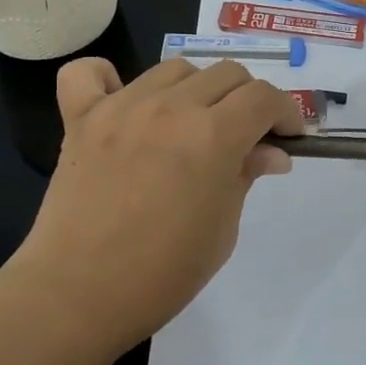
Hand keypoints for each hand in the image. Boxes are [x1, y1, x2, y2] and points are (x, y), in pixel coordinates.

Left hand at [6, 57, 302, 359]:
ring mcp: (121, 107)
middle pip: (226, 74)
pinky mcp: (81, 118)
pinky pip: (89, 73)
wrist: (79, 295)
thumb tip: (271, 152)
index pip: (264, 97)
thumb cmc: (163, 273)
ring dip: (195, 90)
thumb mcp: (223, 228)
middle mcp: (170, 108)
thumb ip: (246, 175)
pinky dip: (108, 78)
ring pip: (174, 69)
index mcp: (213, 136)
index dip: (285, 112)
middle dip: (247, 100)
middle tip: (244, 136)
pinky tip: (122, 103)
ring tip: (190, 124)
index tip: (287, 137)